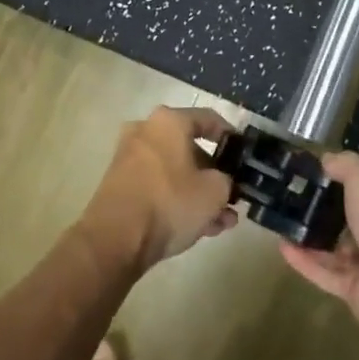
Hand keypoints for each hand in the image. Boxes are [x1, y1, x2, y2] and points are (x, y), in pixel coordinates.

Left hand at [84, 106, 237, 270]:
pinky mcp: (120, 186)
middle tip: (233, 195)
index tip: (244, 155)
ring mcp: (129, 159)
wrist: (114, 240)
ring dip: (200, 194)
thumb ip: (227, 180)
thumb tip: (222, 183)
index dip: (231, 137)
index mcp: (169, 121)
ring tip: (222, 221)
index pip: (209, 119)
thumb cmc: (170, 202)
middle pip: (191, 149)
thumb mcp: (215, 191)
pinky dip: (178, 201)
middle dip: (215, 175)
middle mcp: (146, 132)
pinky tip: (202, 228)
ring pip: (176, 172)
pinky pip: (159, 187)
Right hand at [277, 153, 358, 331]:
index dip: (345, 182)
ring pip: (337, 252)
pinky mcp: (355, 293)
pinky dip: (304, 262)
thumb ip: (346, 165)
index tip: (315, 175)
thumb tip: (327, 159)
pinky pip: (325, 274)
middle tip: (294, 201)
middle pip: (352, 223)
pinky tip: (282, 247)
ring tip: (283, 224)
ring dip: (311, 239)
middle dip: (326, 213)